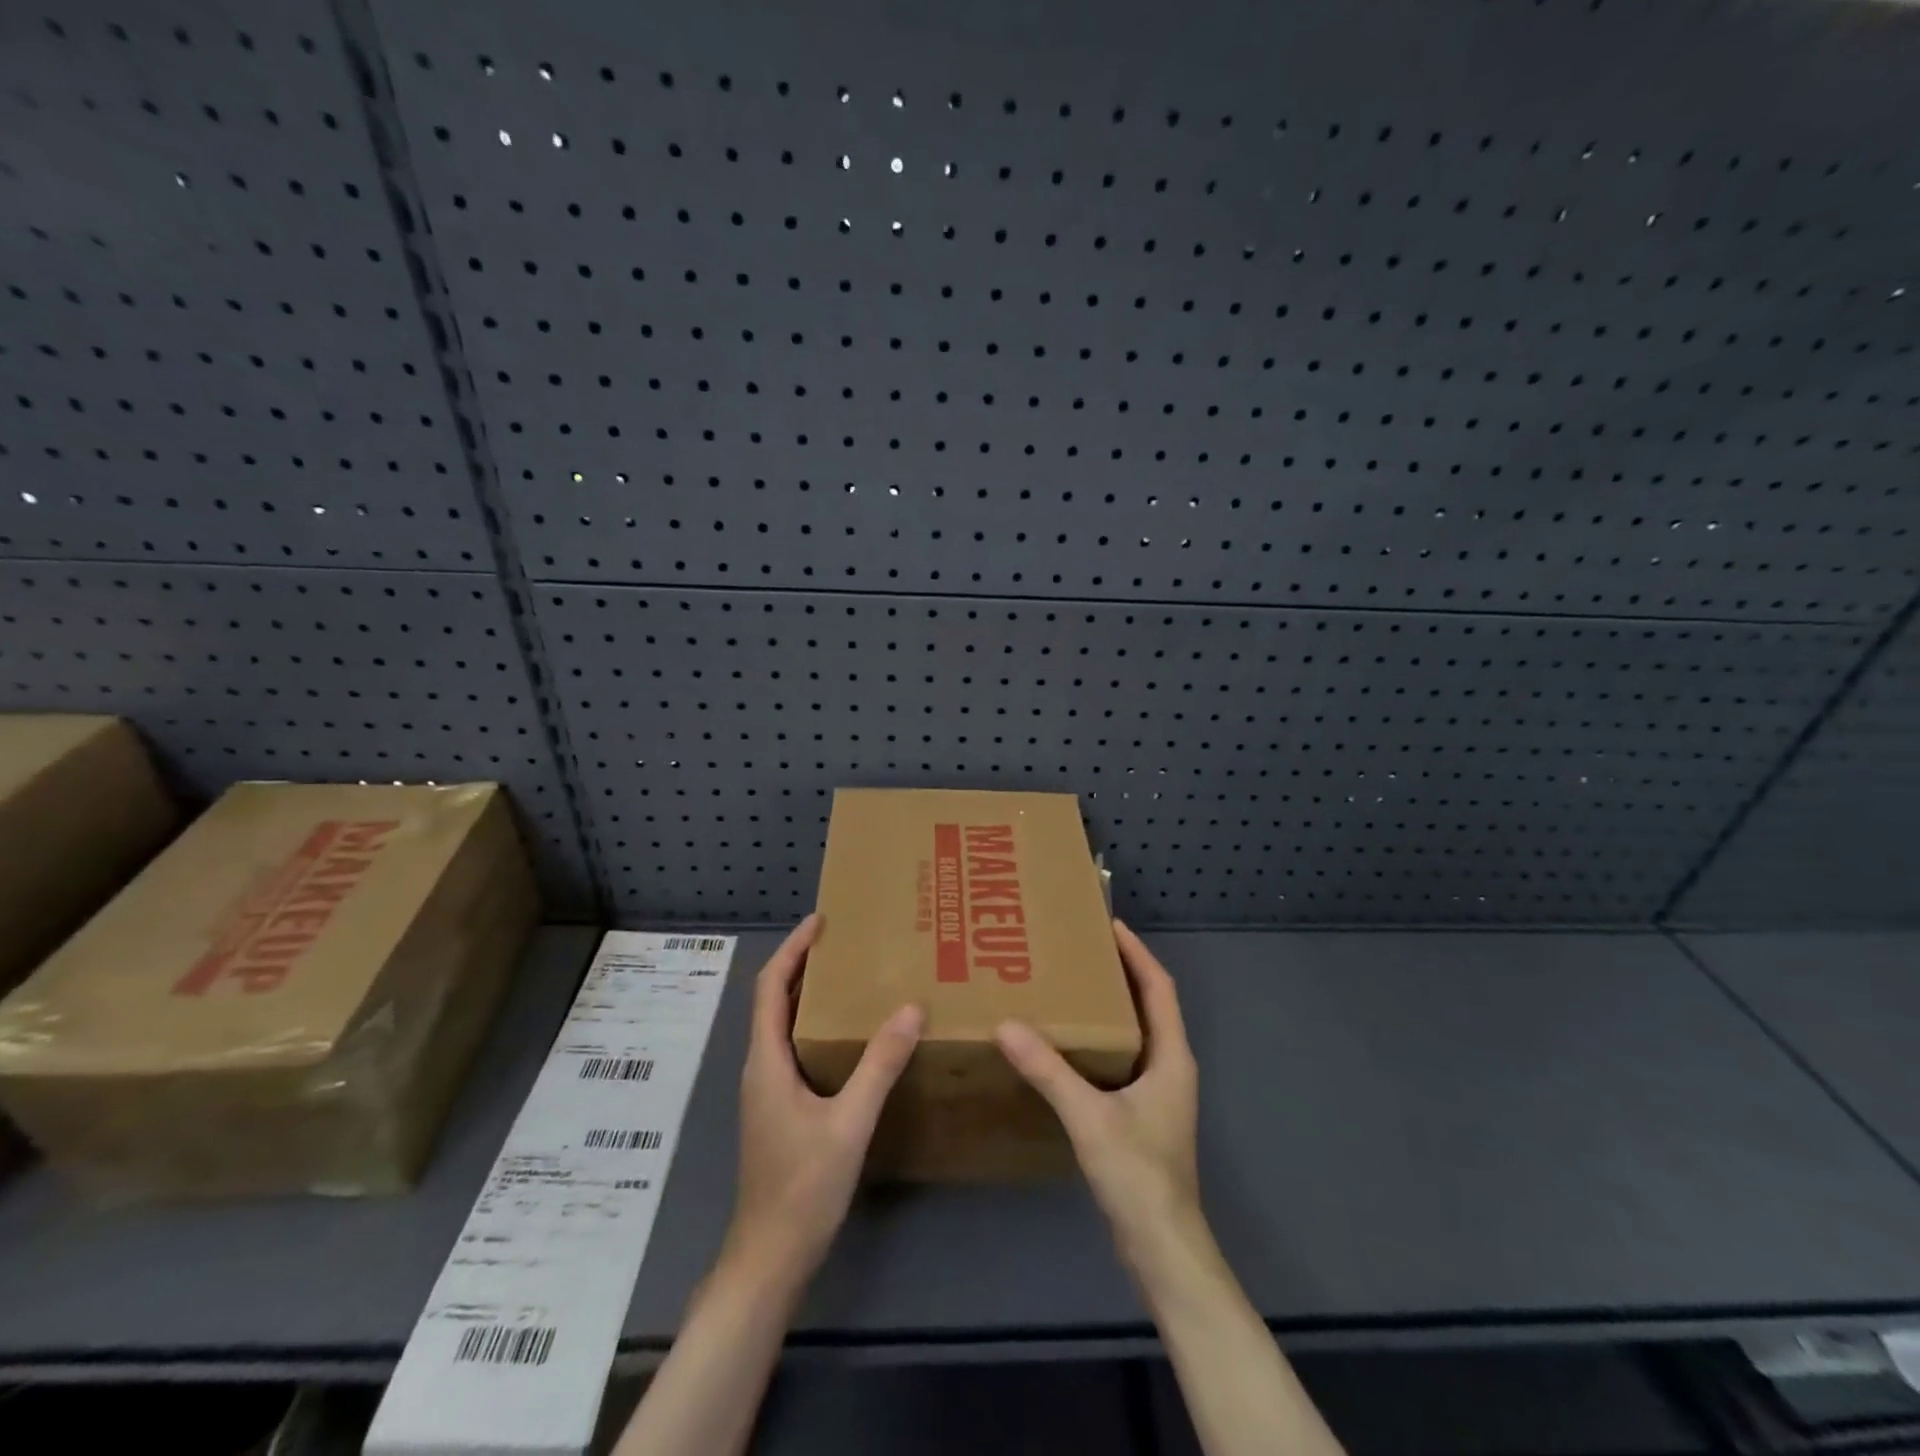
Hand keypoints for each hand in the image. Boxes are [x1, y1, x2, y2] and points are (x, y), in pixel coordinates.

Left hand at [723, 914, 924, 1283]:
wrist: (769, 1259)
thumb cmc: (802, 1188)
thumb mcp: (849, 1123)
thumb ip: (880, 1065)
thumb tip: (911, 1008)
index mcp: (766, 1060)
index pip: (770, 986)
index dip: (793, 949)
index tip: (822, 921)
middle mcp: (760, 1067)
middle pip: (775, 1000)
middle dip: (804, 964)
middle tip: (847, 941)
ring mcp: (768, 1090)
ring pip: (784, 1025)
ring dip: (810, 995)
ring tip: (852, 977)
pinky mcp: (780, 1108)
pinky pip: (795, 1049)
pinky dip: (816, 1026)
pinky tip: (850, 1036)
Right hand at [996, 921, 1201, 1268]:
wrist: (1163, 1248)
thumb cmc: (1138, 1173)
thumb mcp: (1089, 1116)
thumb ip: (1049, 1070)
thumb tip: (1006, 1025)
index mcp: (1170, 1056)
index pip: (1159, 987)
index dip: (1137, 953)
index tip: (1108, 924)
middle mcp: (1169, 1067)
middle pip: (1149, 1005)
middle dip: (1120, 973)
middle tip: (1077, 951)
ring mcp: (1158, 1093)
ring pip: (1135, 1034)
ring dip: (1109, 1008)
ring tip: (1068, 988)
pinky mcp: (1142, 1115)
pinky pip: (1122, 1061)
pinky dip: (1100, 1042)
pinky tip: (1067, 1047)